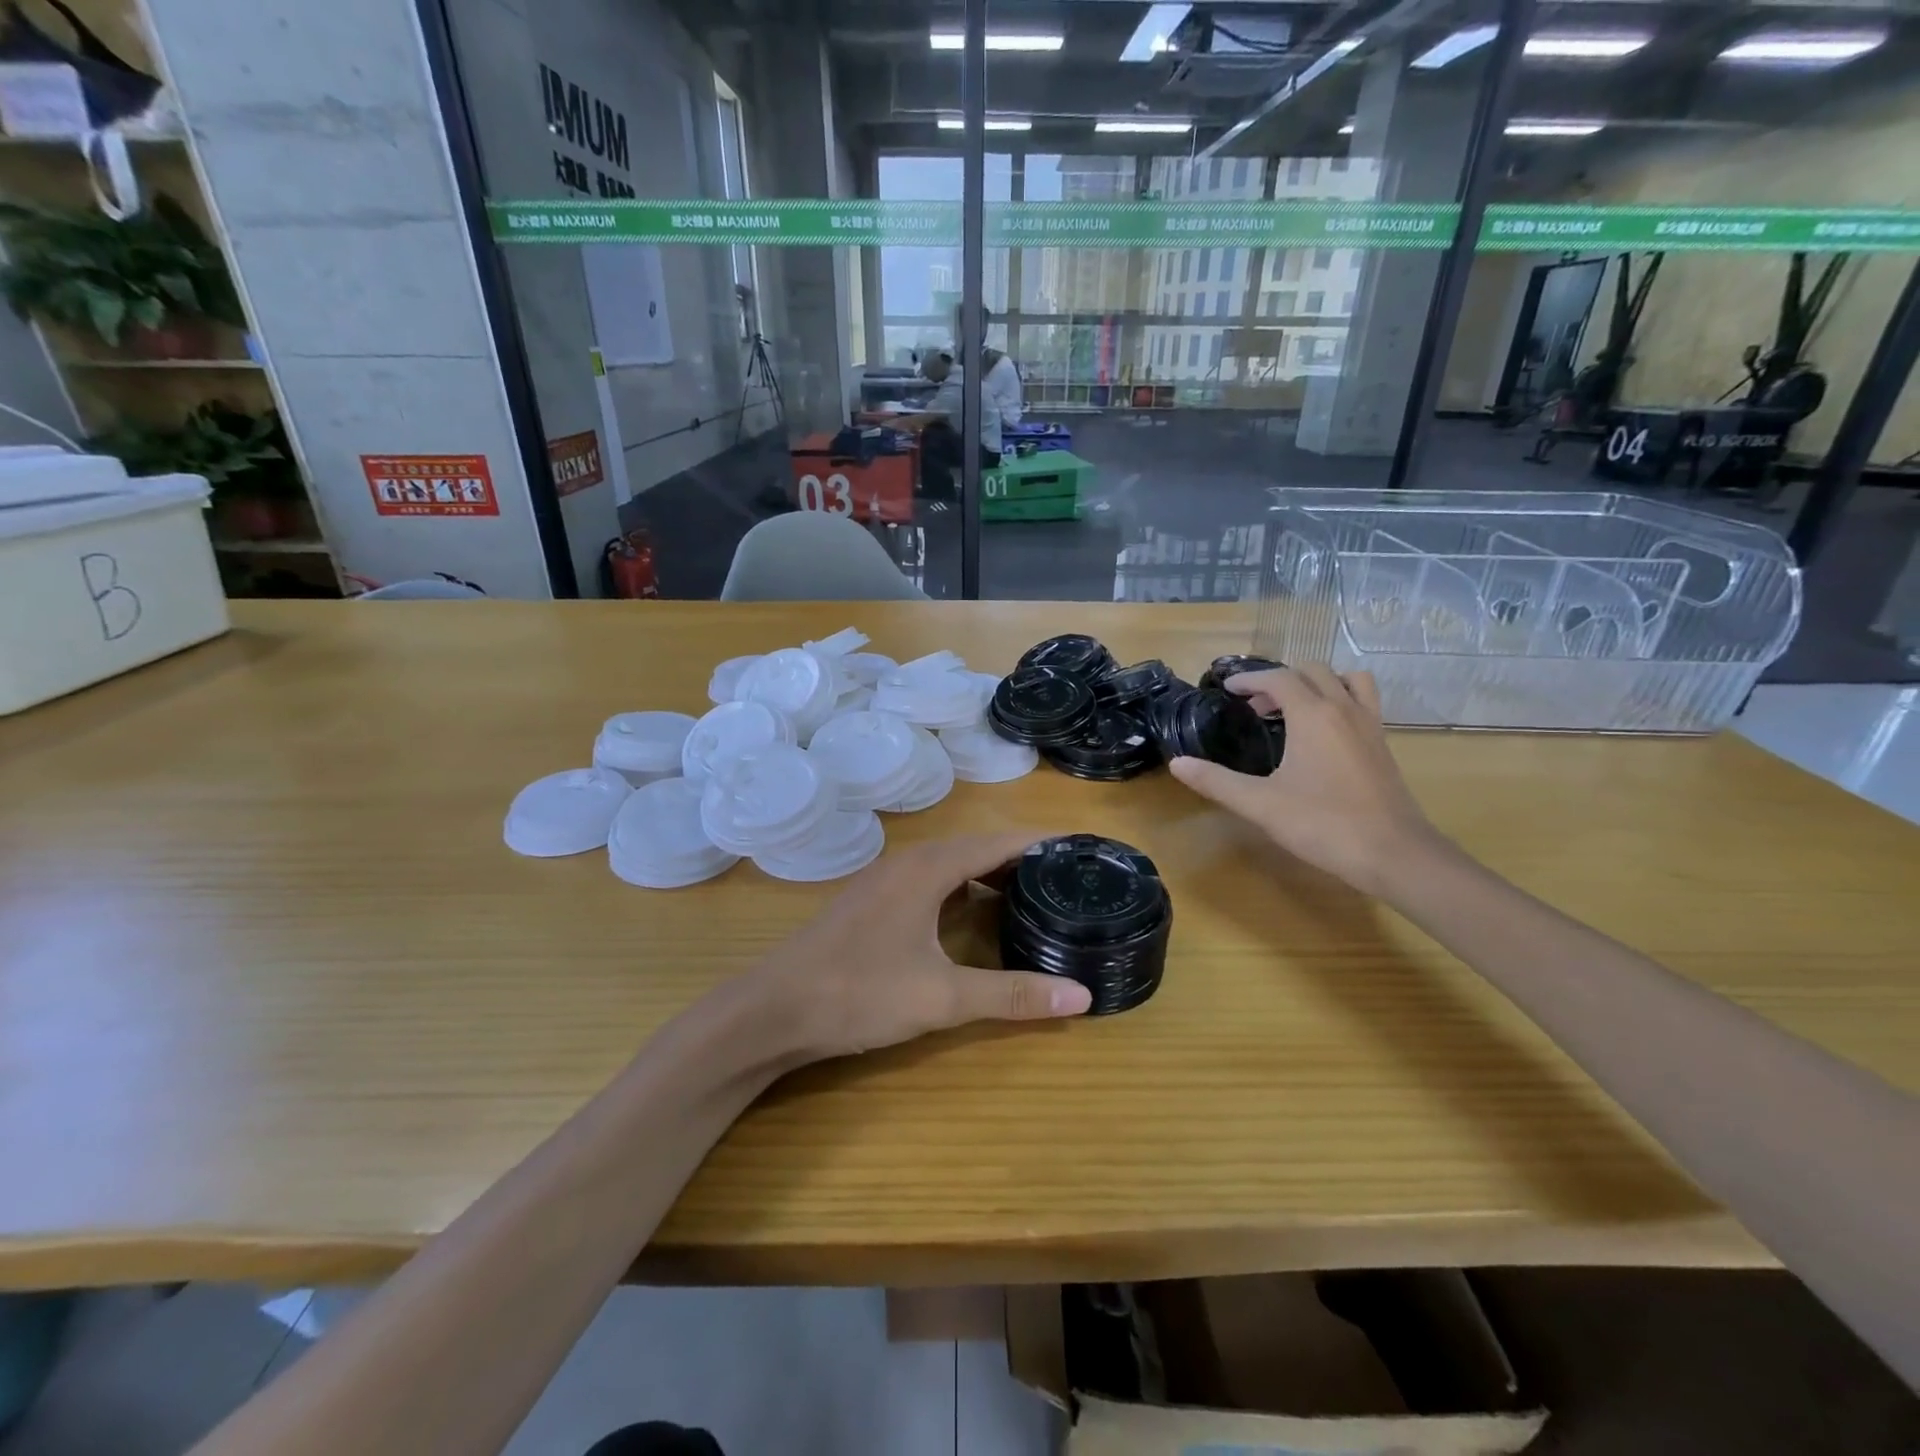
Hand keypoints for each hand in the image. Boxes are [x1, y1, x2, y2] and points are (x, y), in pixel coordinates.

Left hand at [746, 830, 1090, 1062]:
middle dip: (1022, 858)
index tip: (1083, 849)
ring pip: (951, 864)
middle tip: (1067, 878)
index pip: (1000, 841)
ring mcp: (885, 881)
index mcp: (929, 868)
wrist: (772, 1010)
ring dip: (989, 873)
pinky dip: (962, 889)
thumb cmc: (858, 993)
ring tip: (1031, 894)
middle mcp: (908, 862)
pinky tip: (973, 915)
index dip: (1043, 842)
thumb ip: (1012, 995)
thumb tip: (1082, 995)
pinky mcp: (872, 902)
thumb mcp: (942, 997)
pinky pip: (930, 881)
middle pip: (977, 847)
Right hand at [1169, 665, 1440, 896]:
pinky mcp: (1383, 745)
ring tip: (1295, 709)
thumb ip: (1216, 781)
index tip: (1227, 689)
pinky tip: (1324, 734)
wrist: (1394, 854)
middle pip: (1312, 672)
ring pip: (1346, 680)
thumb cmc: (1323, 824)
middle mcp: (1344, 709)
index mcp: (1313, 715)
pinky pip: (1363, 702)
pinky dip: (1340, 700)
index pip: (1278, 678)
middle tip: (1254, 706)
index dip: (1250, 679)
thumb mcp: (1260, 804)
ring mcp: (1370, 725)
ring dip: (1317, 683)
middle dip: (1279, 680)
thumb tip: (1178, 763)